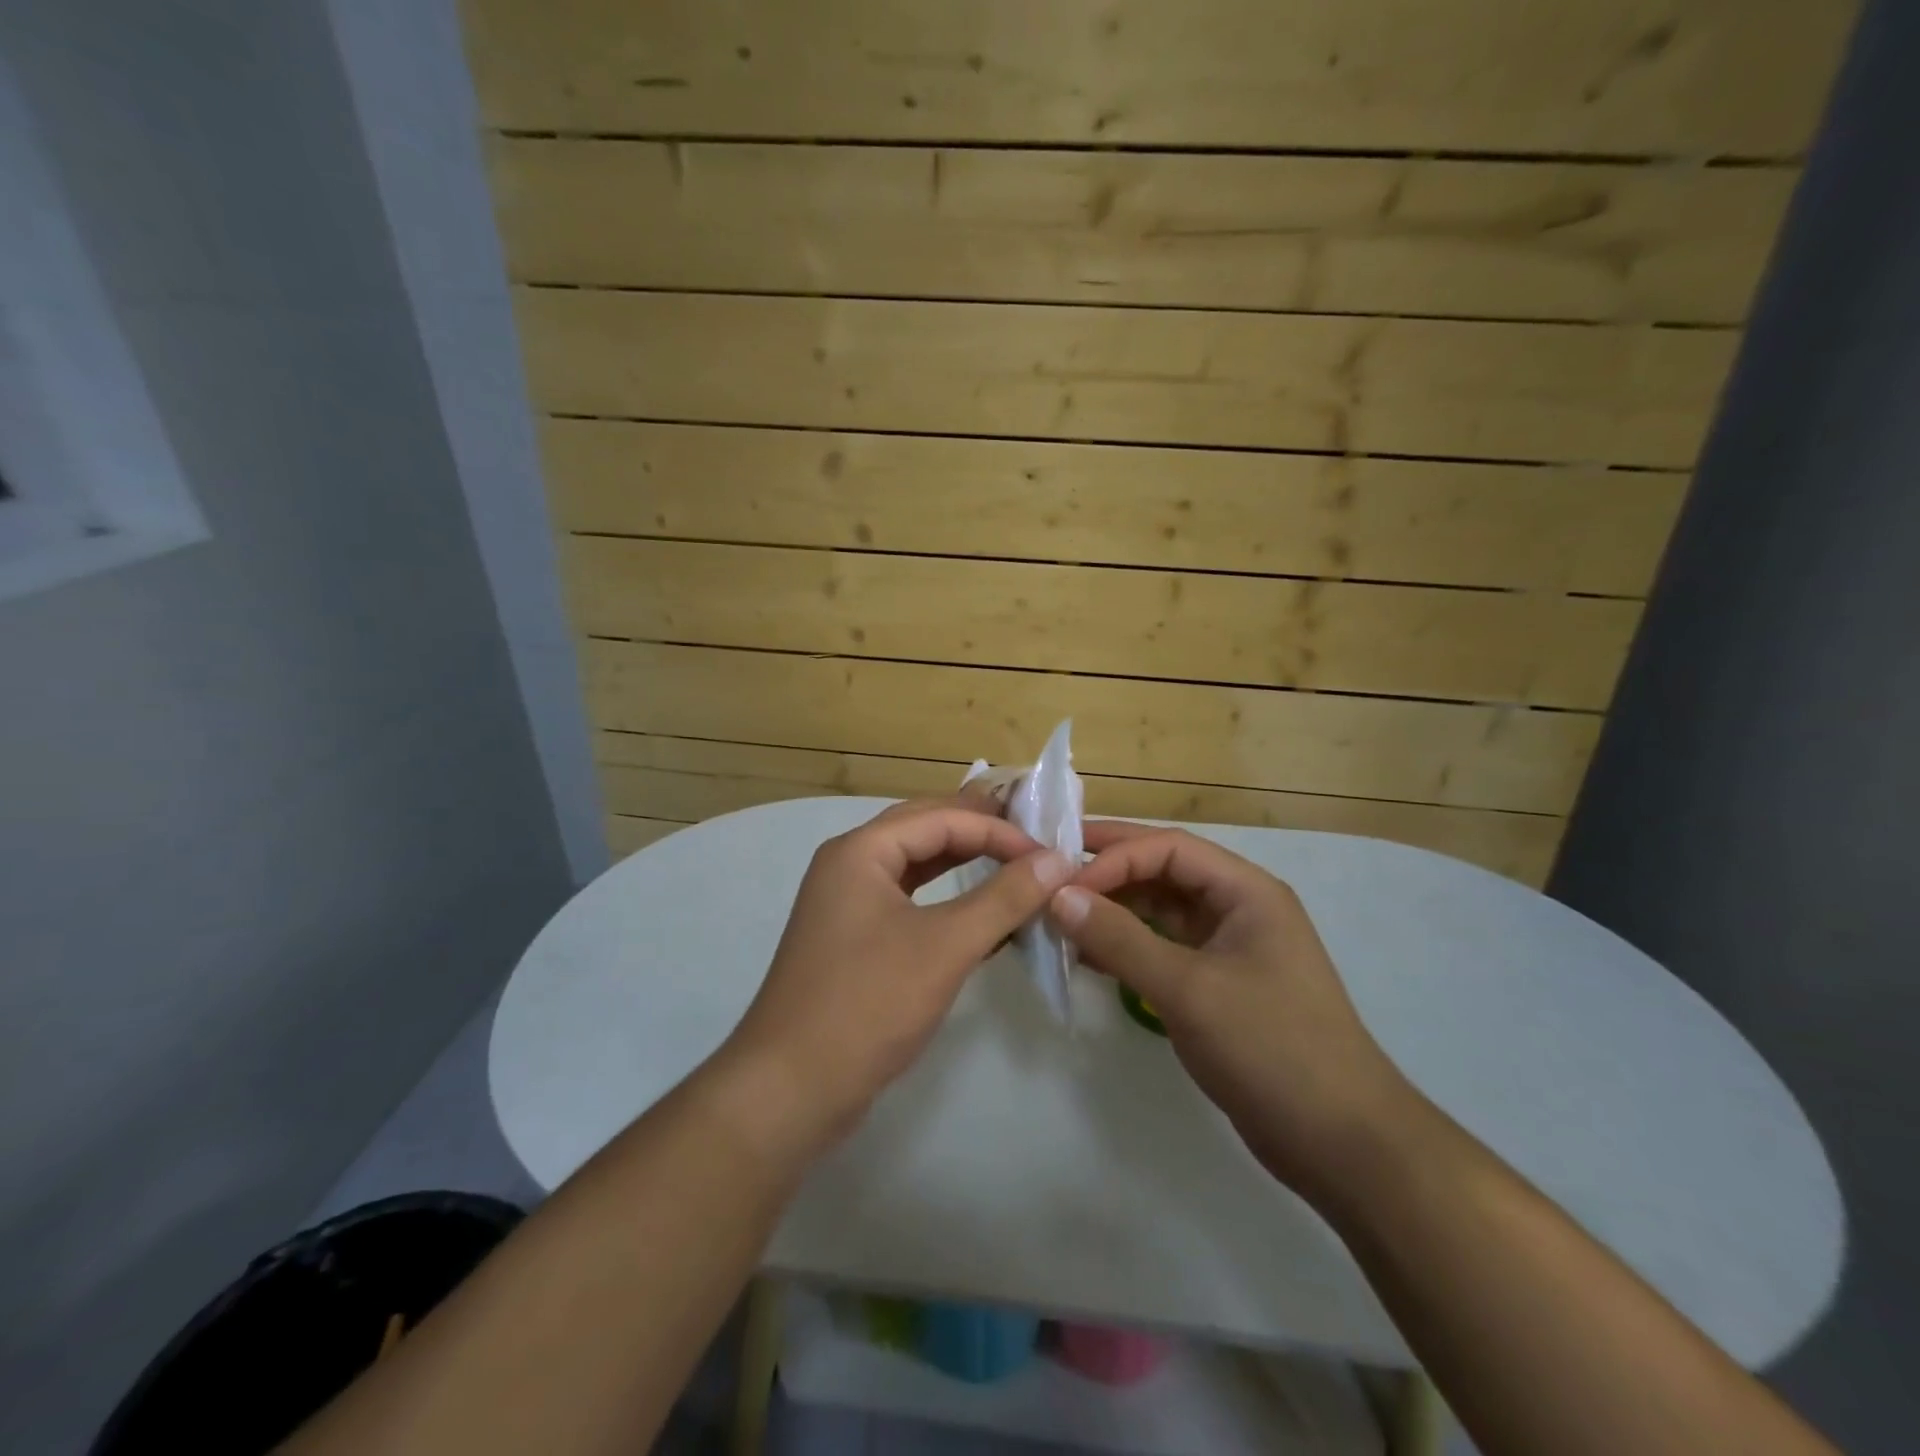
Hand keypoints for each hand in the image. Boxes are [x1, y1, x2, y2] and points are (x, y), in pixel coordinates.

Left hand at [723, 798, 1076, 1151]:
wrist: (791, 1089)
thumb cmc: (868, 1004)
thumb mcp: (945, 946)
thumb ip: (1004, 898)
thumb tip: (1057, 860)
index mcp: (861, 850)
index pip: (941, 818)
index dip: (998, 830)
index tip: (1049, 855)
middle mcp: (849, 864)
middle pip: (924, 829)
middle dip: (979, 830)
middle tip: (1033, 837)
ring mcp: (848, 903)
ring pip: (916, 866)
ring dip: (964, 862)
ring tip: (1015, 864)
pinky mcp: (855, 939)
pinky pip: (909, 901)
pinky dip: (947, 899)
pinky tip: (983, 914)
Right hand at [1048, 820, 1409, 1202]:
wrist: (1342, 1145)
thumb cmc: (1272, 1049)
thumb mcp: (1189, 990)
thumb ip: (1121, 939)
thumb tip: (1058, 897)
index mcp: (1246, 891)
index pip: (1169, 848)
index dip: (1115, 856)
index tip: (1063, 882)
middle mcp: (1237, 908)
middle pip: (1163, 872)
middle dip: (1108, 873)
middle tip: (1049, 876)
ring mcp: (1227, 948)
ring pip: (1159, 911)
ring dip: (1113, 911)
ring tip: (1059, 919)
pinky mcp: (1216, 986)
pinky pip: (1162, 949)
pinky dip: (1125, 947)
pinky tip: (1087, 956)